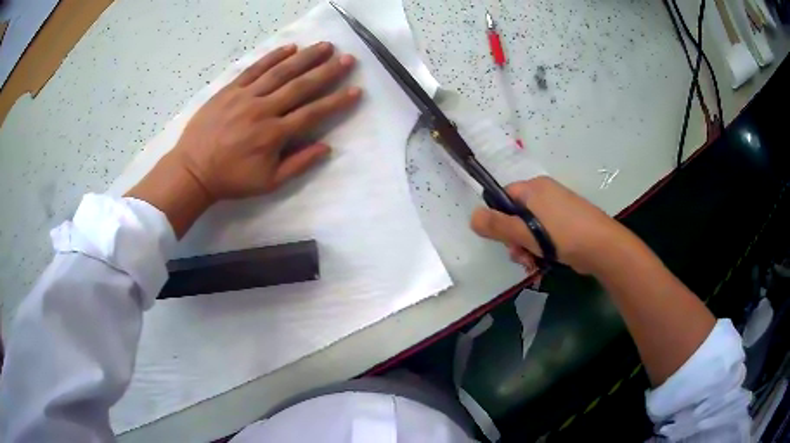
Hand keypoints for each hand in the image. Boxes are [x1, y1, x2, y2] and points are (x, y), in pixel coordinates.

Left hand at [127, 42, 360, 236]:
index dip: (336, 101)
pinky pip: (254, 69)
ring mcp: (245, 96)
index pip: (313, 113)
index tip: (356, 90)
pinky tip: (290, 48)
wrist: (192, 171)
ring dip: (305, 57)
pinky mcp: (229, 90)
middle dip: (327, 71)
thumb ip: (298, 164)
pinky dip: (273, 57)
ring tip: (325, 46)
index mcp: (274, 134)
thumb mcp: (268, 182)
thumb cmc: (231, 179)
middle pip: (300, 86)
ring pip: (280, 72)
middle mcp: (263, 110)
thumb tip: (327, 148)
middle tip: (347, 58)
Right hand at [470, 177, 626, 273]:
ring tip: (532, 264)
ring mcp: (558, 210)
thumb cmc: (561, 234)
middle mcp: (545, 195)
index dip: (498, 218)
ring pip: (530, 230)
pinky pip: (545, 236)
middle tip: (520, 256)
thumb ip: (497, 225)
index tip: (502, 238)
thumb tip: (471, 216)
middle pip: (516, 216)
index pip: (504, 197)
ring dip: (526, 249)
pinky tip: (542, 264)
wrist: (602, 247)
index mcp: (534, 188)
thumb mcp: (524, 231)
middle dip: (514, 240)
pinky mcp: (567, 225)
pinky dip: (540, 250)